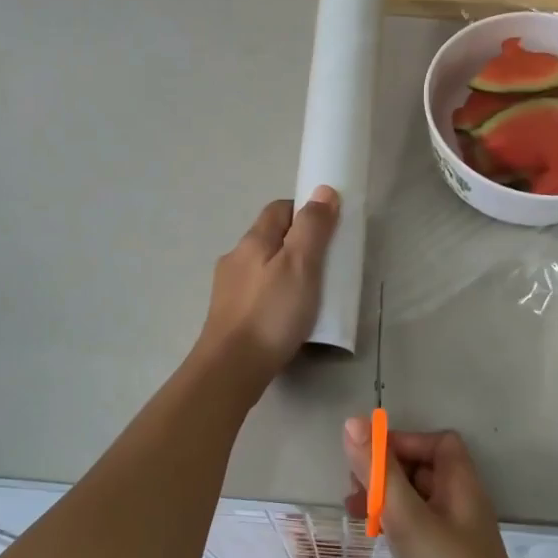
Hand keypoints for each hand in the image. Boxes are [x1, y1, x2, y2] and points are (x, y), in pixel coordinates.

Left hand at [196, 188, 339, 390]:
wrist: (231, 367)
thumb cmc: (271, 313)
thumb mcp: (301, 265)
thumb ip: (313, 228)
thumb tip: (322, 190)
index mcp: (253, 240)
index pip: (280, 208)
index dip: (305, 212)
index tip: (328, 230)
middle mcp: (236, 258)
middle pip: (270, 237)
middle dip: (297, 243)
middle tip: (324, 265)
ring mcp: (228, 287)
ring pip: (262, 266)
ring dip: (285, 271)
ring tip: (309, 293)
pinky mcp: (229, 314)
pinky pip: (257, 292)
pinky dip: (274, 295)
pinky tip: (286, 315)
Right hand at [343, 420, 543, 557]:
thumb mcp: (408, 518)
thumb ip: (379, 471)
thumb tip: (352, 422)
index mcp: (461, 484)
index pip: (437, 443)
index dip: (404, 442)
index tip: (369, 458)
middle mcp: (460, 503)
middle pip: (424, 468)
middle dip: (387, 470)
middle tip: (352, 486)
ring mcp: (453, 536)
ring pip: (416, 500)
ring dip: (385, 498)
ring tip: (352, 511)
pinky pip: (416, 529)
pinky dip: (393, 525)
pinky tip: (372, 538)